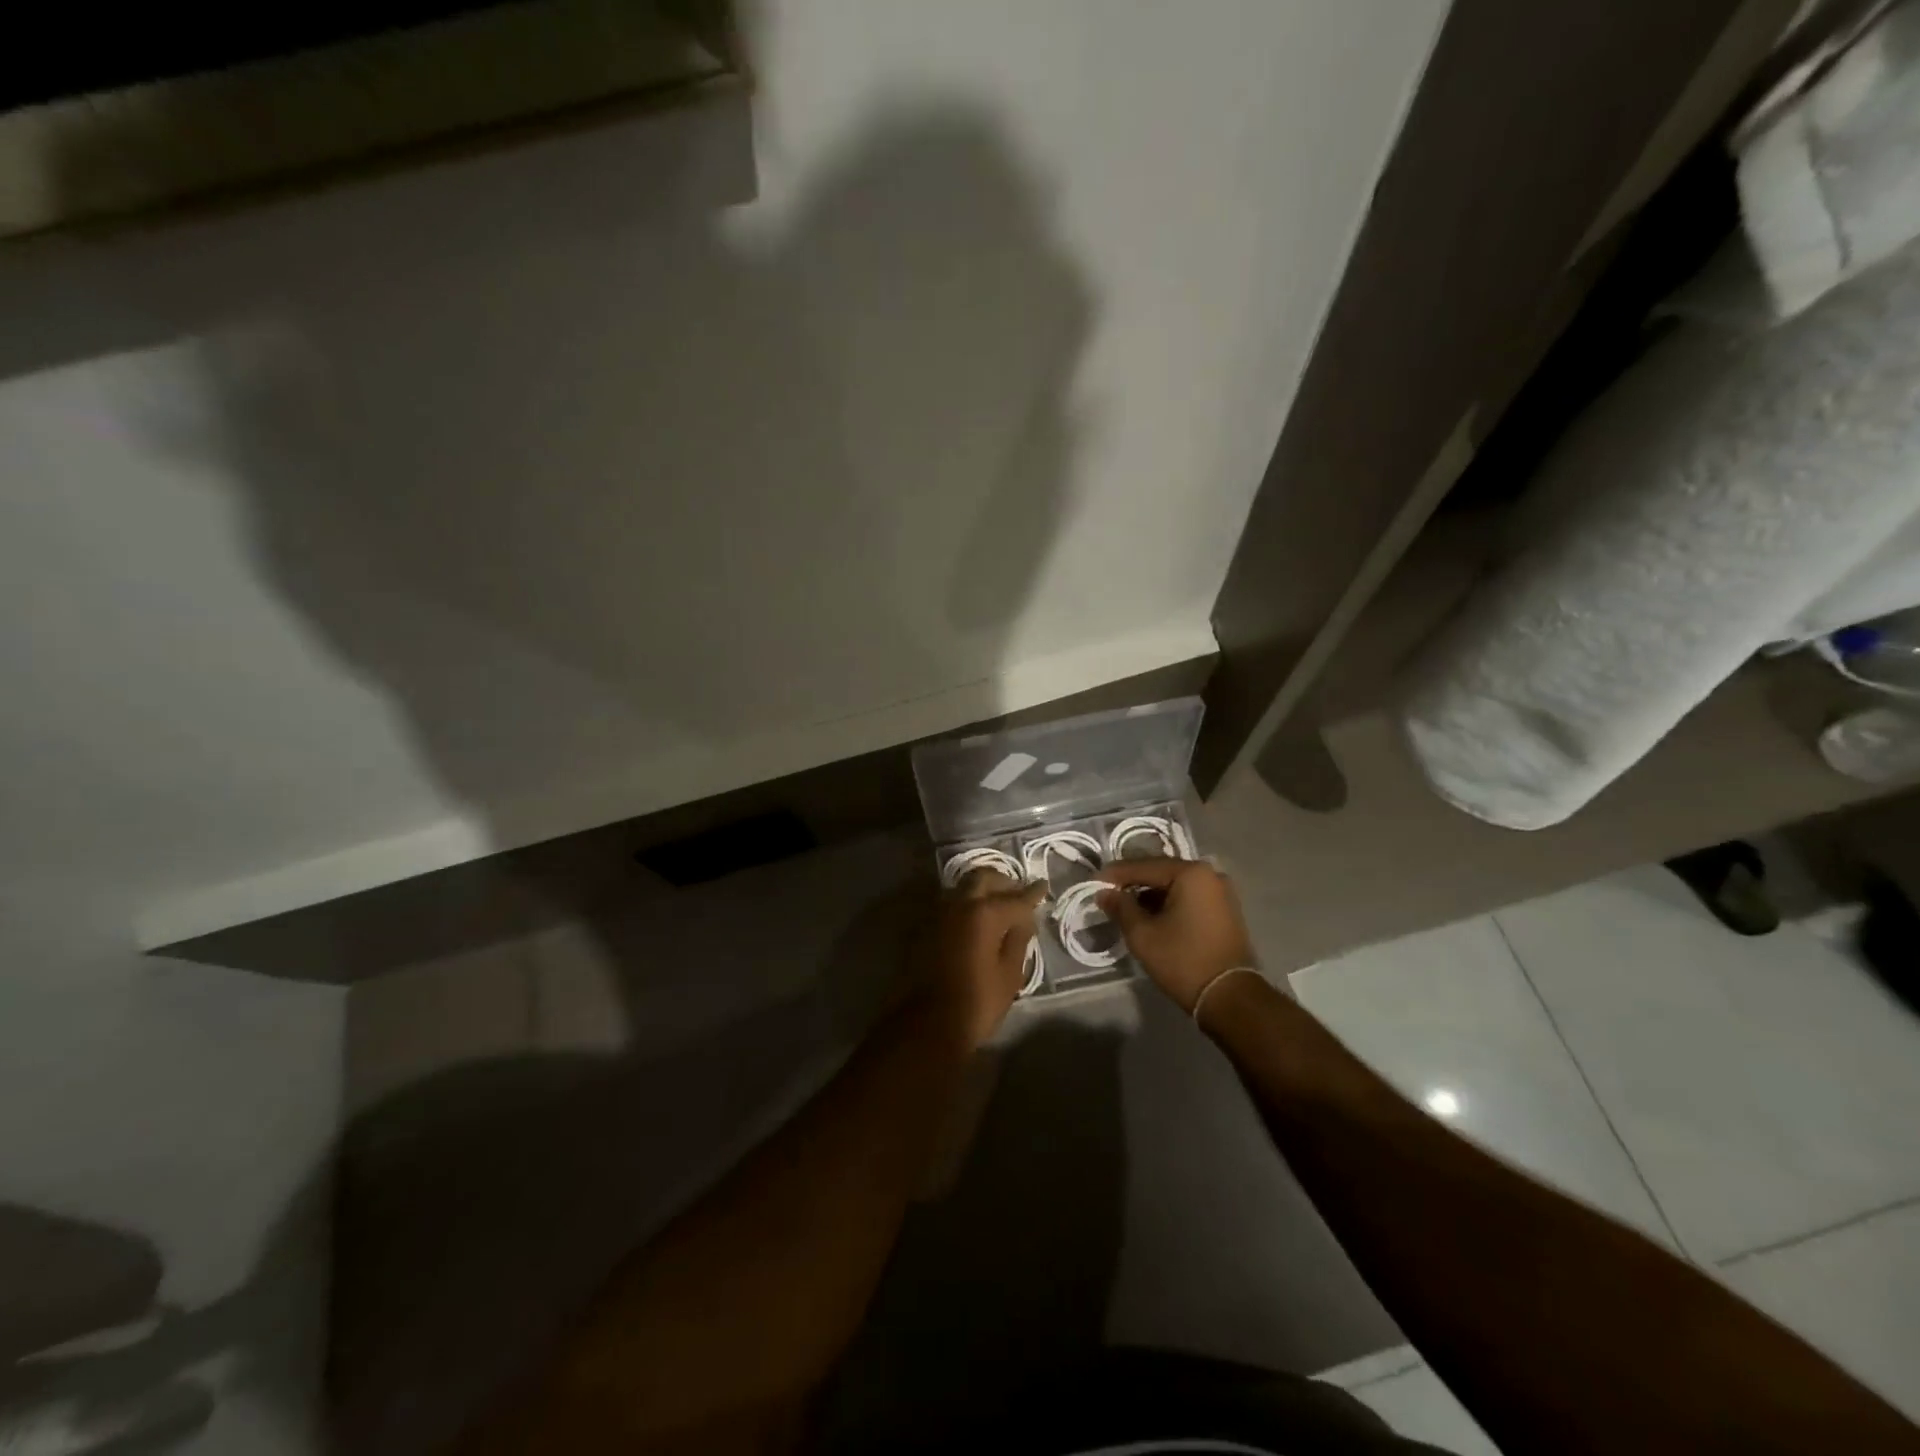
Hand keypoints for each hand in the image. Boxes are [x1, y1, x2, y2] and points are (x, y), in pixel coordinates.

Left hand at [923, 870, 1044, 1045]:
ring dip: (982, 890)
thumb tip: (1024, 920)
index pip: (1016, 897)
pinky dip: (966, 904)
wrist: (925, 1024)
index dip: (1033, 893)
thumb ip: (1018, 940)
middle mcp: (959, 903)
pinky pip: (950, 903)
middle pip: (984, 878)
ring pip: (963, 887)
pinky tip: (975, 920)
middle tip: (1018, 894)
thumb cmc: (976, 1003)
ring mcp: (937, 913)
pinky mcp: (924, 926)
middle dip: (1004, 882)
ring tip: (997, 905)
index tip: (1043, 887)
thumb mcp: (1009, 976)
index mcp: (984, 913)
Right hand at [1097, 859, 1257, 1011]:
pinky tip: (1151, 916)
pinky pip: (1189, 898)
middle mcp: (1210, 875)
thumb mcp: (1143, 934)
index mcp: (1191, 873)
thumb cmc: (1183, 960)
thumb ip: (1121, 907)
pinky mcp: (1225, 911)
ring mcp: (1221, 893)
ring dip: (1151, 895)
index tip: (1094, 882)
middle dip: (1134, 883)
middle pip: (1162, 872)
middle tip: (1108, 893)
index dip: (1116, 874)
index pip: (1144, 866)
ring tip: (1126, 908)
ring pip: (1176, 886)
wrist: (1230, 997)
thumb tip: (1104, 893)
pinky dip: (1169, 904)